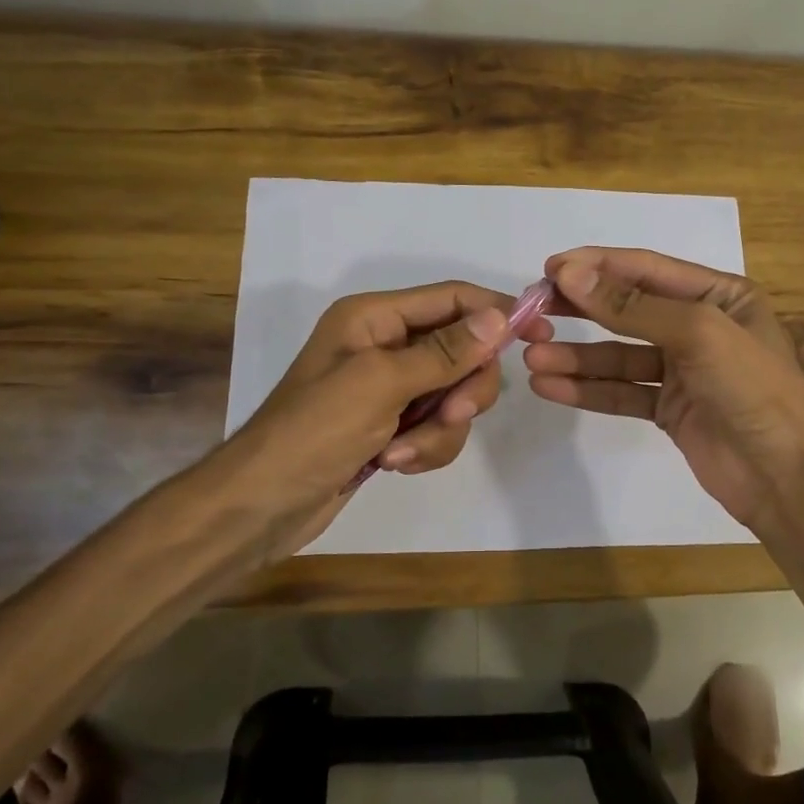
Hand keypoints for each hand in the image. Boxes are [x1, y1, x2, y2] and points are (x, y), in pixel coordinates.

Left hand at [221, 280, 553, 554]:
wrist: (263, 505)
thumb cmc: (314, 430)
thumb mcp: (381, 384)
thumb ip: (444, 351)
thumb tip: (500, 318)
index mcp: (375, 317)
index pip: (453, 298)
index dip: (498, 311)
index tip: (540, 335)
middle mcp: (386, 345)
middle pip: (463, 350)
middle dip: (463, 388)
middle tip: (452, 414)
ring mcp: (390, 387)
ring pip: (454, 395)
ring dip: (439, 428)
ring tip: (401, 452)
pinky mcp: (393, 424)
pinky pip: (437, 426)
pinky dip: (425, 447)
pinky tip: (393, 463)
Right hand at [523, 248, 803, 529]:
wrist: (787, 477)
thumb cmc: (752, 388)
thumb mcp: (697, 332)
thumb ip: (631, 305)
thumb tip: (570, 272)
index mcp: (719, 295)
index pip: (647, 269)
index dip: (596, 266)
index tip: (548, 270)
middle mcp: (699, 326)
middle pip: (628, 310)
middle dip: (580, 309)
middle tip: (532, 310)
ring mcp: (683, 371)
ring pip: (619, 355)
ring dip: (576, 356)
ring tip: (533, 357)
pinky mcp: (669, 410)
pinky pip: (622, 392)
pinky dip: (588, 389)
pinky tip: (551, 387)